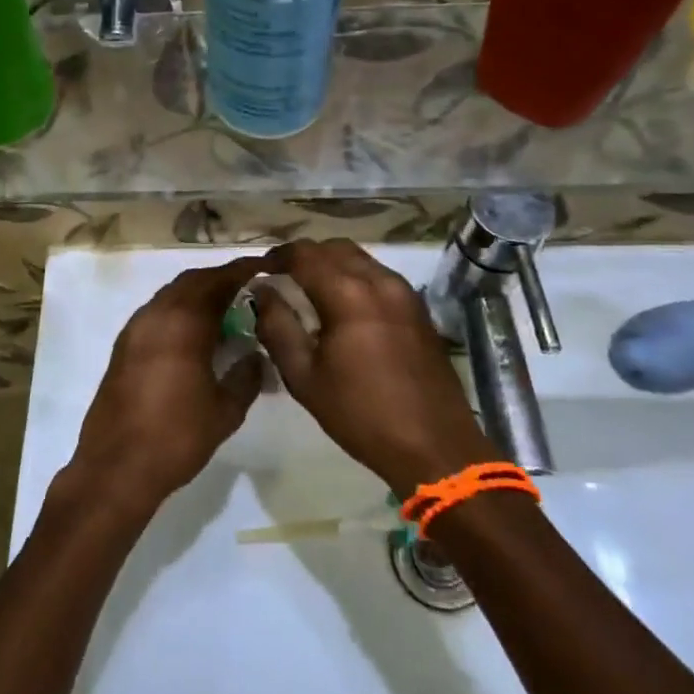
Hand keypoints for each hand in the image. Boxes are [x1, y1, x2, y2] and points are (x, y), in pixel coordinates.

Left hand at [64, 255, 267, 517]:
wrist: (116, 468)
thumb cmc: (177, 437)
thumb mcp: (225, 410)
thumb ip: (246, 376)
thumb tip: (256, 355)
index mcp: (183, 322)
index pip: (218, 281)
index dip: (243, 271)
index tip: (266, 268)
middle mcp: (155, 315)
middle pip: (192, 281)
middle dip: (221, 280)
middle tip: (249, 289)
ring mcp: (134, 329)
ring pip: (171, 296)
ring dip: (198, 295)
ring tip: (227, 311)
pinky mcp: (123, 347)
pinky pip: (157, 314)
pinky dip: (180, 312)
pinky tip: (196, 335)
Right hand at [255, 238, 498, 492]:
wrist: (435, 446)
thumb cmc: (361, 414)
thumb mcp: (304, 377)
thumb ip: (277, 327)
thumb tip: (262, 292)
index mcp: (348, 294)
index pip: (304, 255)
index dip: (277, 256)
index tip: (259, 271)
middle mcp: (379, 281)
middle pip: (334, 248)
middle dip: (304, 256)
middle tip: (281, 278)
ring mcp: (404, 292)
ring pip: (359, 258)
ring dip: (330, 264)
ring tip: (309, 290)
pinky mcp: (418, 308)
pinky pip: (378, 275)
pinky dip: (354, 277)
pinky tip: (343, 306)